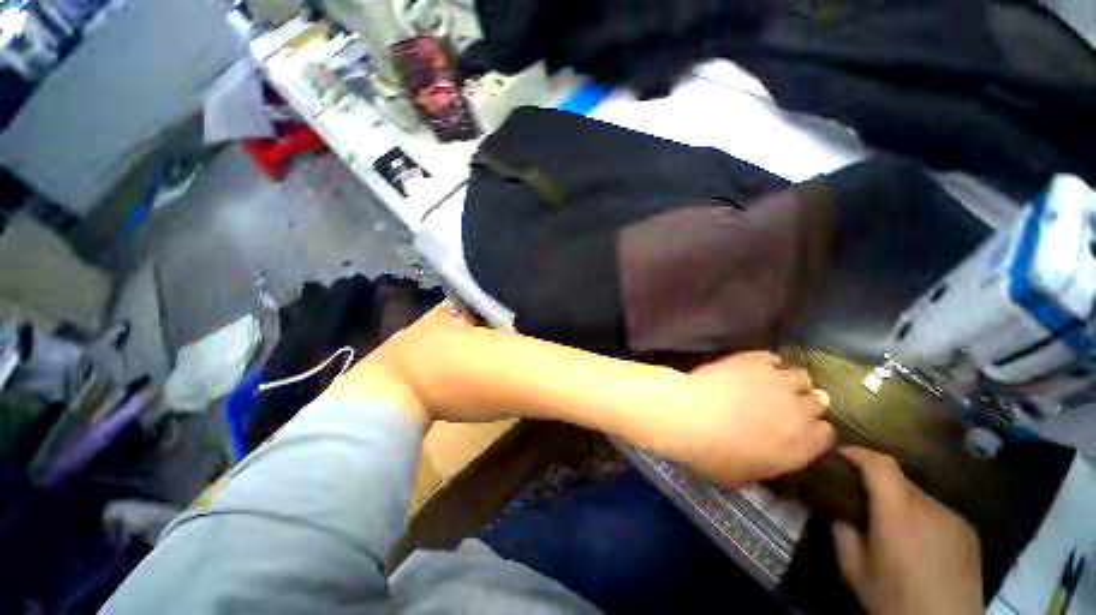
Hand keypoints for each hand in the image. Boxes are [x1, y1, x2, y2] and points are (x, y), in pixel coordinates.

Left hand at [644, 351, 833, 487]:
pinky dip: (766, 362)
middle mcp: (799, 411)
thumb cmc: (712, 455)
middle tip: (783, 404)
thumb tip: (758, 459)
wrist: (689, 416)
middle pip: (818, 401)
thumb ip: (761, 466)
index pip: (825, 434)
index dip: (812, 431)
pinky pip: (771, 357)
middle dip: (805, 403)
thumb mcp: (740, 476)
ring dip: (789, 380)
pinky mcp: (754, 360)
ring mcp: (778, 381)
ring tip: (771, 383)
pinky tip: (752, 367)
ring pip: (800, 375)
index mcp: (801, 446)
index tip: (797, 430)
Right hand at [832, 447, 982, 614]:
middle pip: (899, 479)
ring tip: (892, 527)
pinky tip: (919, 543)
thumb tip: (838, 507)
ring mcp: (954, 518)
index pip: (879, 464)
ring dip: (901, 502)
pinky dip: (922, 517)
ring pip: (919, 496)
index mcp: (899, 513)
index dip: (858, 453)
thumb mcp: (853, 568)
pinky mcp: (969, 532)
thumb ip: (842, 530)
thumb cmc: (893, 600)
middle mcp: (930, 507)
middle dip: (876, 482)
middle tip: (862, 499)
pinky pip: (937, 512)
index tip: (839, 455)